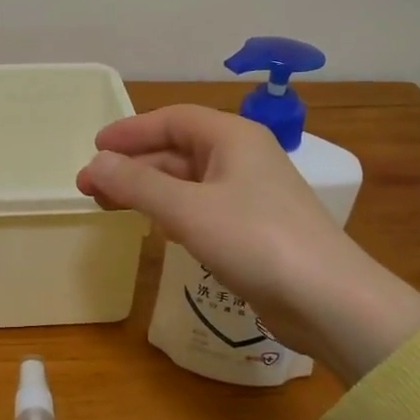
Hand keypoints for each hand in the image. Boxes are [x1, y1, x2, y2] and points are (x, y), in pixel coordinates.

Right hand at [76, 105, 419, 381]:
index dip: (130, 131)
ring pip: (188, 181)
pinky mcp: (254, 228)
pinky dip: (172, 211)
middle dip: (132, 165)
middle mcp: (242, 157)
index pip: (172, 119)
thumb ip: (137, 184)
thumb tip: (95, 163)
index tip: (94, 148)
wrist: (328, 300)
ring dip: (148, 189)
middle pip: (177, 150)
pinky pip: (202, 207)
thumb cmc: (255, 240)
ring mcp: (251, 194)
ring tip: (110, 206)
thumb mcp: (187, 209)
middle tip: (90, 186)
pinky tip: (155, 227)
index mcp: (232, 137)